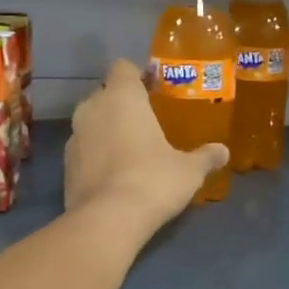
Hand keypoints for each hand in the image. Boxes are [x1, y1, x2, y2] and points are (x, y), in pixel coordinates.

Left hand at [65, 59, 227, 241]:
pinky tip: (115, 175)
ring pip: (91, 122)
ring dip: (107, 130)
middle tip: (147, 120)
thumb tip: (223, 152)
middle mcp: (92, 109)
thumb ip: (205, 157)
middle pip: (105, 94)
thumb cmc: (152, 180)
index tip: (153, 89)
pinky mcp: (65, 166)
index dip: (137, 75)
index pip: (123, 68)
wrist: (107, 221)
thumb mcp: (189, 170)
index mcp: (122, 98)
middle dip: (122, 103)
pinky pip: (84, 150)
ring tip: (130, 149)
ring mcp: (74, 138)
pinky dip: (96, 155)